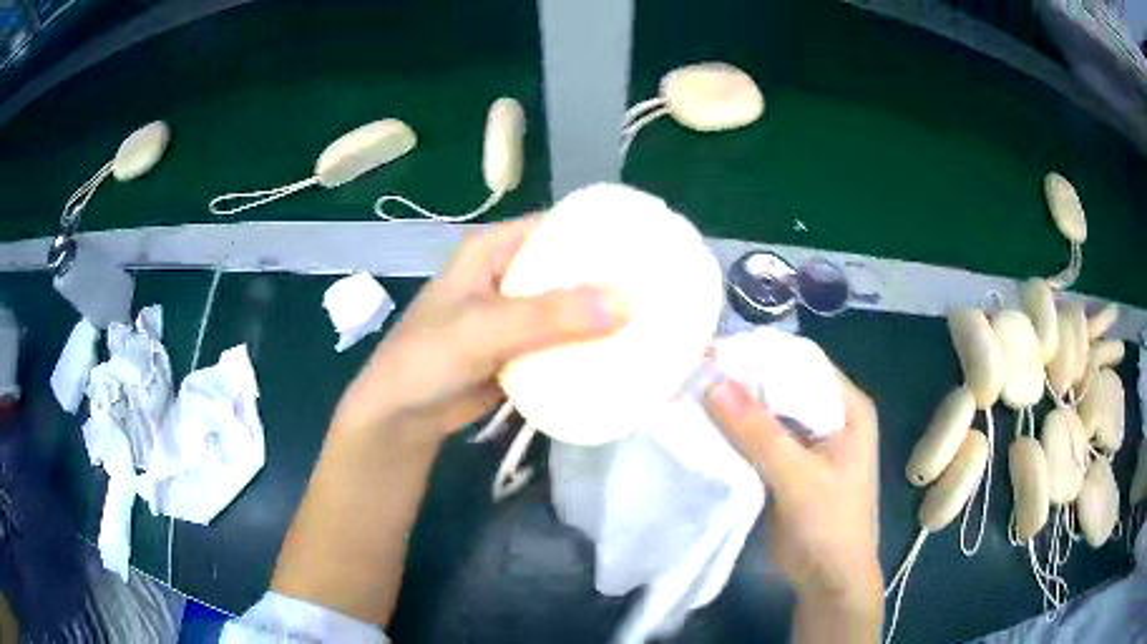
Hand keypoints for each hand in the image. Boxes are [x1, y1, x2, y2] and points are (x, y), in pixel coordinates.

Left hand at [330, 216, 627, 444]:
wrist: (402, 416)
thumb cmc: (427, 359)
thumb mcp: (482, 331)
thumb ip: (548, 316)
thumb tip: (626, 302)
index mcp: (496, 249)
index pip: (561, 226)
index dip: (605, 233)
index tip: (654, 248)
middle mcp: (511, 273)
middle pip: (572, 268)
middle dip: (613, 280)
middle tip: (664, 292)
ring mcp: (518, 314)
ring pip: (572, 308)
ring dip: (605, 318)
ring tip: (656, 323)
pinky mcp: (523, 348)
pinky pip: (565, 341)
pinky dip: (589, 348)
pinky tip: (624, 356)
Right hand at [705, 368, 882, 622]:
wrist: (828, 582)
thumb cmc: (830, 525)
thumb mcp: (799, 478)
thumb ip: (759, 433)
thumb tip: (712, 382)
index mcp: (848, 407)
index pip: (803, 364)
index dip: (761, 356)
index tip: (714, 354)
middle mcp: (830, 416)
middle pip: (783, 387)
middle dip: (743, 383)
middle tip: (694, 373)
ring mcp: (807, 442)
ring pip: (767, 414)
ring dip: (735, 410)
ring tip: (690, 395)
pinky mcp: (787, 465)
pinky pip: (757, 440)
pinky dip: (734, 435)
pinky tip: (703, 428)